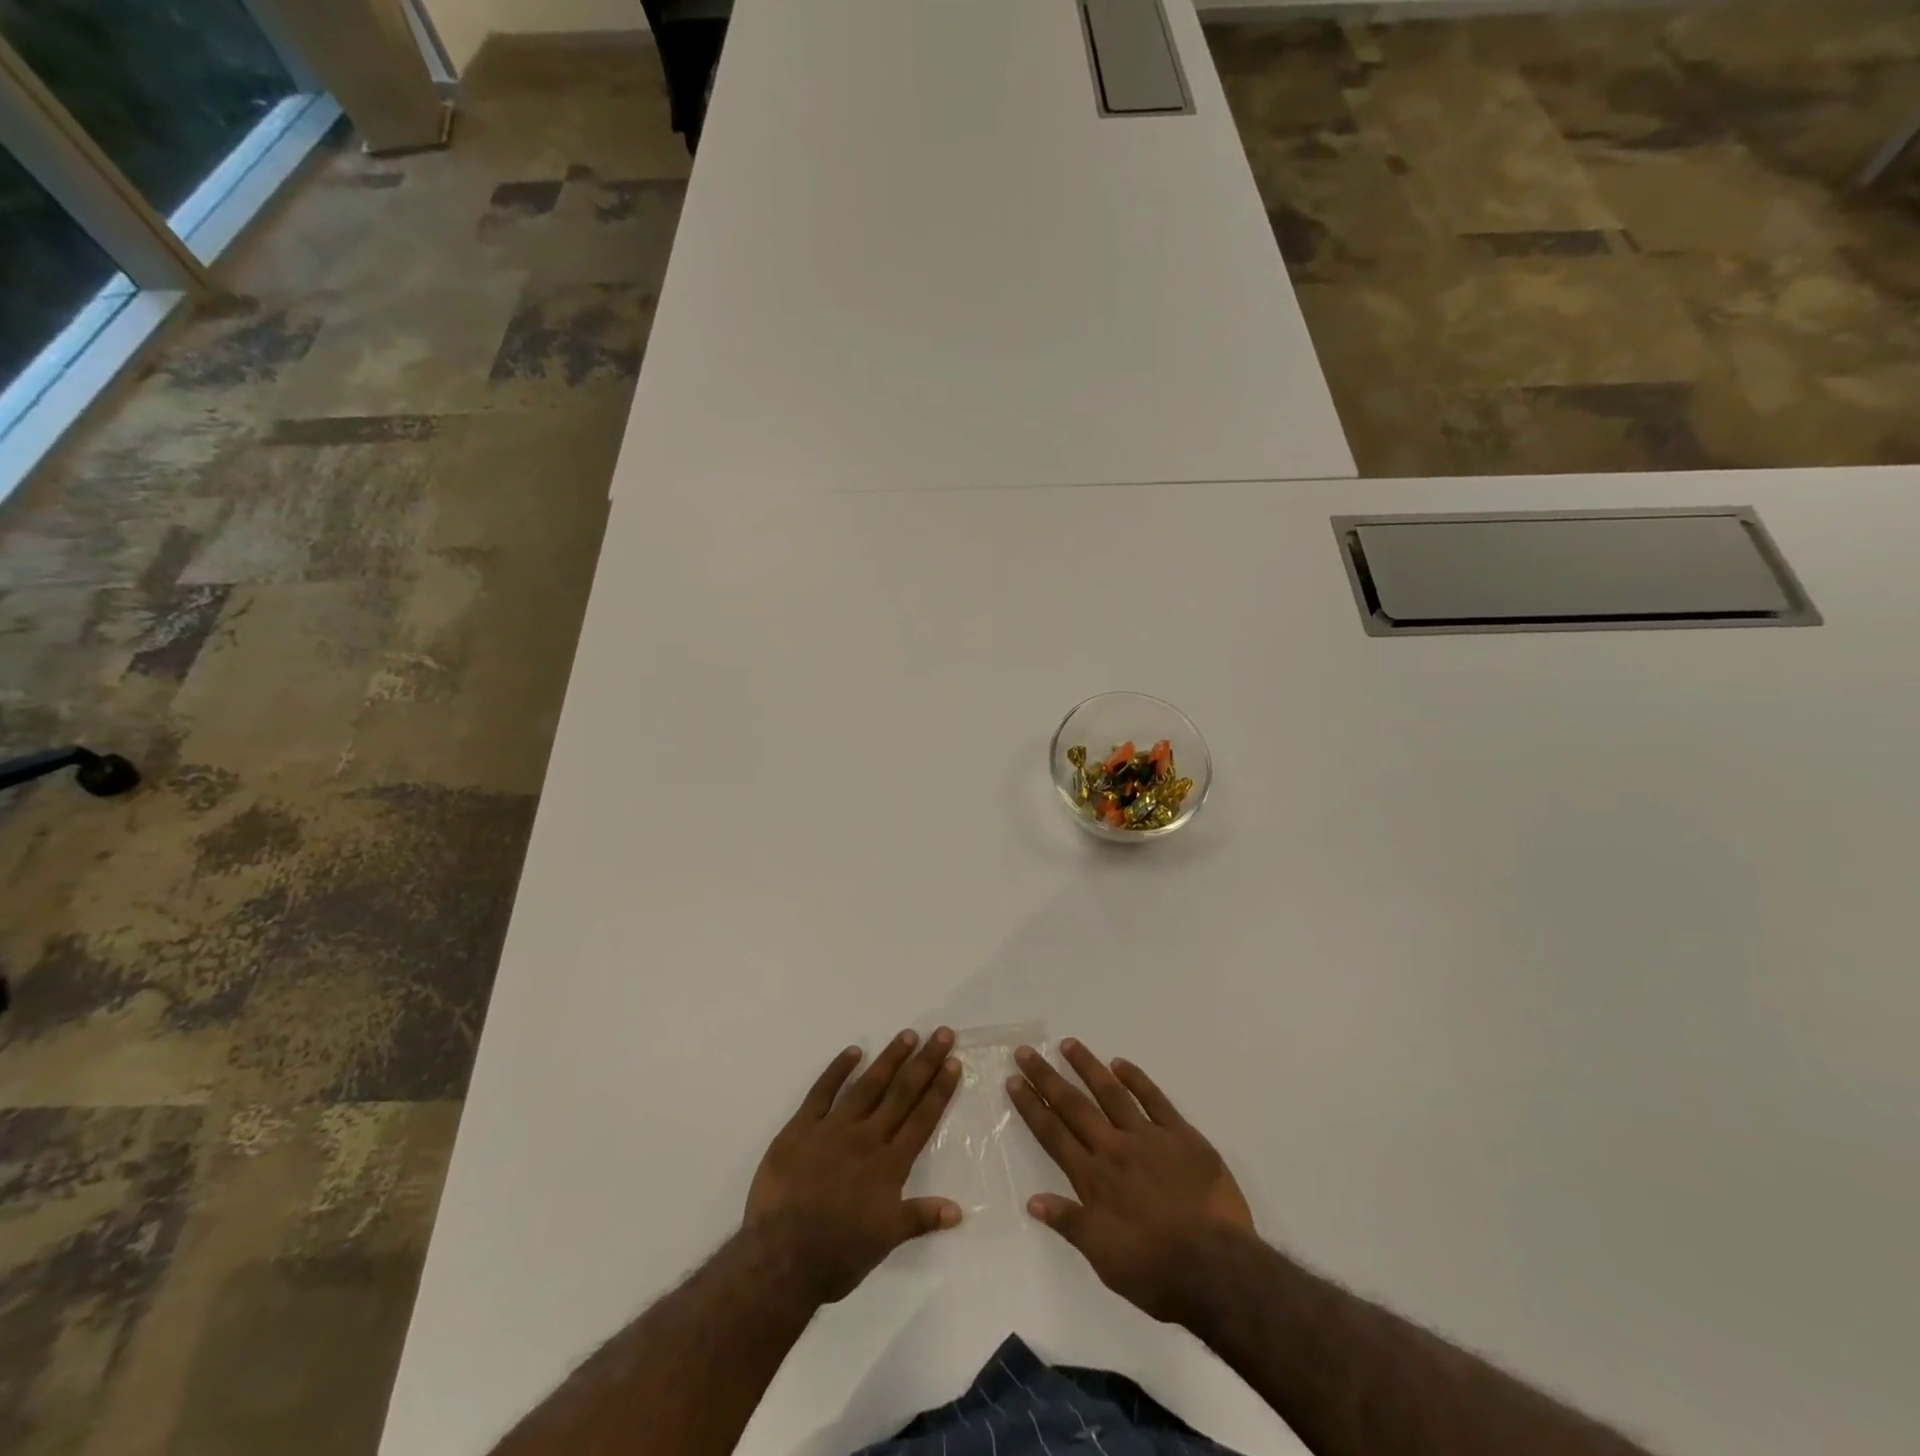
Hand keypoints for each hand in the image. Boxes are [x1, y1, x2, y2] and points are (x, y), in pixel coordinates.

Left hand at [744, 1028, 962, 1302]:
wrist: (782, 1258)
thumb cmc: (838, 1254)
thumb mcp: (886, 1241)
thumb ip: (920, 1218)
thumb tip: (959, 1211)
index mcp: (889, 1165)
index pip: (922, 1118)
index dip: (939, 1089)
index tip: (953, 1062)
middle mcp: (867, 1138)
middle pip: (902, 1093)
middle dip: (925, 1062)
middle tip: (942, 1033)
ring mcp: (833, 1129)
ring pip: (868, 1085)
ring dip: (890, 1059)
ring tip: (908, 1035)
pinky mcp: (801, 1128)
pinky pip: (822, 1092)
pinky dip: (838, 1070)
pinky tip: (853, 1051)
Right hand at [1008, 1038, 1253, 1323]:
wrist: (1216, 1268)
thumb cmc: (1156, 1271)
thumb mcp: (1103, 1258)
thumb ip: (1070, 1223)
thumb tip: (1032, 1200)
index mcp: (1093, 1178)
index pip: (1053, 1134)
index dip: (1031, 1106)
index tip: (1014, 1080)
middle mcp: (1114, 1148)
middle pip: (1074, 1105)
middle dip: (1047, 1077)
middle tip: (1027, 1051)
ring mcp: (1148, 1137)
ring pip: (1110, 1092)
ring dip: (1087, 1066)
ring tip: (1068, 1043)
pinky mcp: (1181, 1136)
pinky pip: (1154, 1099)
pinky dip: (1136, 1079)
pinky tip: (1120, 1064)